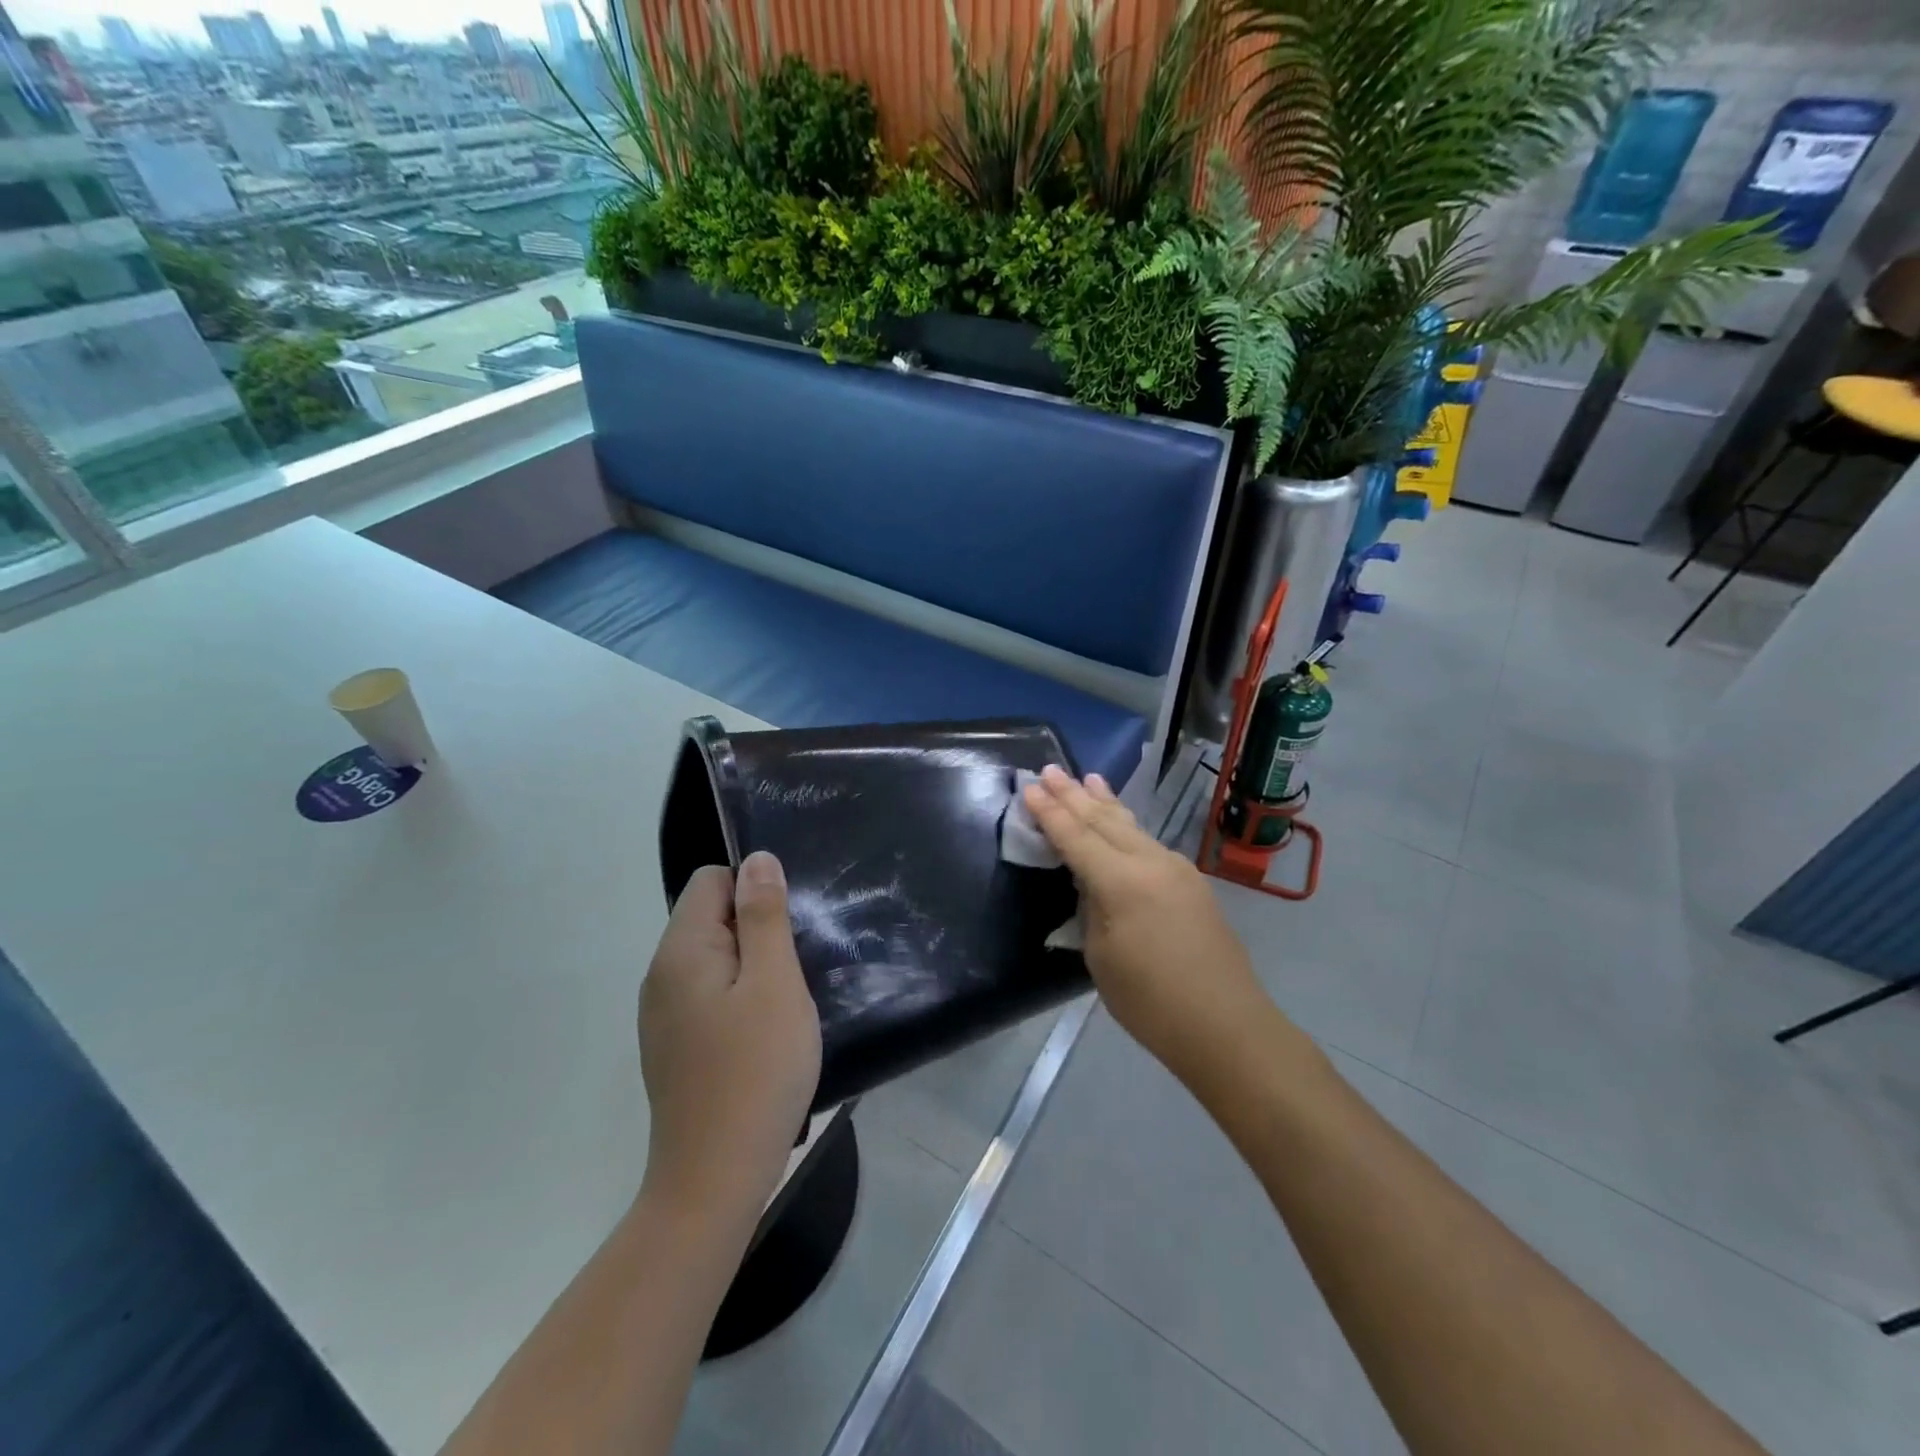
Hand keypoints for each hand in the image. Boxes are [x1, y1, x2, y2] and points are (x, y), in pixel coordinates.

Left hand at [638, 853, 821, 1220]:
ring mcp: (662, 1014)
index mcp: (680, 951)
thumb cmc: (755, 1071)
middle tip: (792, 971)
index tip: (785, 932)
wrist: (714, 1179)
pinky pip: (708, 994)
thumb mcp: (775, 983)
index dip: (754, 892)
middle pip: (710, 917)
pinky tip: (762, 1036)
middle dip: (756, 930)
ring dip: (752, 967)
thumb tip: (758, 860)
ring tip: (783, 1004)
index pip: (711, 880)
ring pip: (714, 958)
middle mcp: (660, 975)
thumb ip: (765, 916)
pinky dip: (738, 999)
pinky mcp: (673, 1046)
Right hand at [1023, 766, 1275, 1088]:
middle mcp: (1150, 862)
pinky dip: (1127, 825)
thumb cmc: (1151, 1001)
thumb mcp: (1102, 957)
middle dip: (1074, 795)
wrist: (1227, 1026)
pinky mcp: (1192, 883)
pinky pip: (1149, 842)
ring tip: (1087, 778)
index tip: (1030, 787)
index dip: (1050, 812)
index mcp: (1121, 881)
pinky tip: (1121, 820)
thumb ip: (1092, 909)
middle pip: (1104, 820)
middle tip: (1050, 769)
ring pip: (1131, 825)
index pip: (1076, 837)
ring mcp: (1176, 869)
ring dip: (1104, 802)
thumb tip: (1092, 884)